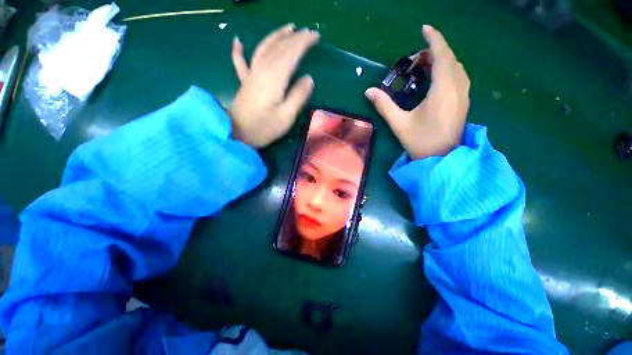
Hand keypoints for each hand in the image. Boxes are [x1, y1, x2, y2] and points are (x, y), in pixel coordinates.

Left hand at [229, 24, 319, 147]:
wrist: (236, 134)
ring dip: (276, 36)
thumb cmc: (263, 128)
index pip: (291, 53)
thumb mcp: (286, 117)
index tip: (316, 37)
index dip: (304, 43)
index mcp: (275, 78)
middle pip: (279, 47)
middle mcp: (262, 70)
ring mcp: (251, 74)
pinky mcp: (245, 82)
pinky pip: (240, 62)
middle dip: (295, 37)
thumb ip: (298, 96)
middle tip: (308, 32)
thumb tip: (309, 79)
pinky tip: (237, 41)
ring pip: (263, 48)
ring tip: (288, 28)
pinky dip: (239, 50)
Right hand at [365, 25, 470, 159]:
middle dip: (434, 51)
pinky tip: (435, 79)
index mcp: (443, 90)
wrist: (441, 158)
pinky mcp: (464, 101)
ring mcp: (464, 94)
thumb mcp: (399, 123)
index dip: (434, 39)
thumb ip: (384, 105)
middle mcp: (458, 87)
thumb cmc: (420, 141)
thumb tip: (368, 91)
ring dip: (441, 60)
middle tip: (414, 60)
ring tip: (423, 67)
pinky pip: (458, 76)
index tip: (424, 29)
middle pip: (450, 58)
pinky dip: (447, 70)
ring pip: (456, 67)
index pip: (442, 55)